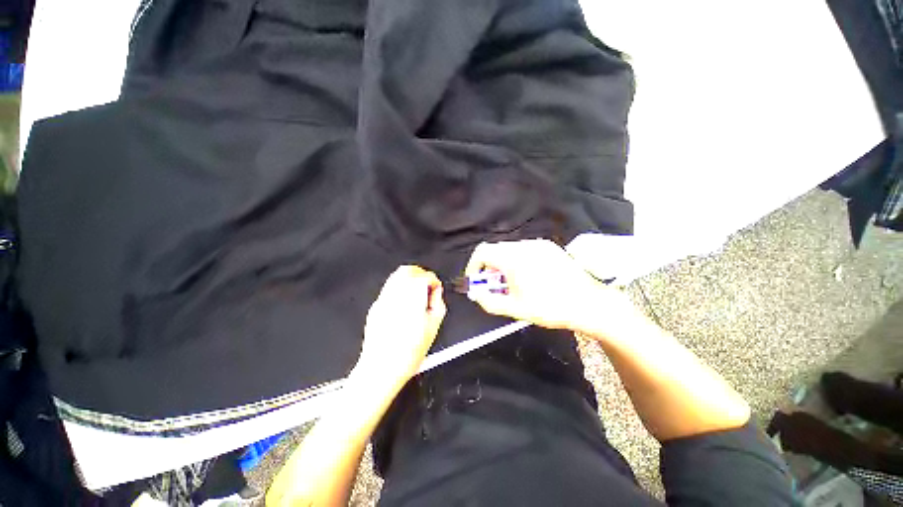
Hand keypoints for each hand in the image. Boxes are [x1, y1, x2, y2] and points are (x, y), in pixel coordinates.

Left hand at [354, 265, 446, 392]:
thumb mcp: (433, 327)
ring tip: (416, 293)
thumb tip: (436, 293)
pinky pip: (389, 289)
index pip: (425, 276)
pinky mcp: (375, 306)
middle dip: (420, 274)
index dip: (434, 280)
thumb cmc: (408, 352)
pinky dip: (399, 289)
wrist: (381, 368)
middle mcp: (395, 293)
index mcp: (412, 296)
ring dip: (409, 279)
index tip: (436, 288)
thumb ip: (438, 304)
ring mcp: (383, 299)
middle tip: (427, 286)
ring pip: (396, 277)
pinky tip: (404, 304)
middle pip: (408, 270)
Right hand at [465, 239, 639, 336]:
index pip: (482, 252)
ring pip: (509, 249)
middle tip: (494, 285)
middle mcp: (524, 246)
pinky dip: (517, 259)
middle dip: (489, 267)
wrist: (589, 303)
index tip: (476, 280)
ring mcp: (538, 244)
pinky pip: (524, 249)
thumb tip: (476, 294)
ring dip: (503, 263)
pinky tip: (528, 275)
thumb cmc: (550, 308)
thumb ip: (489, 301)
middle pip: (495, 250)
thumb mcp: (515, 309)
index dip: (474, 265)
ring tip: (512, 282)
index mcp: (513, 259)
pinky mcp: (549, 246)